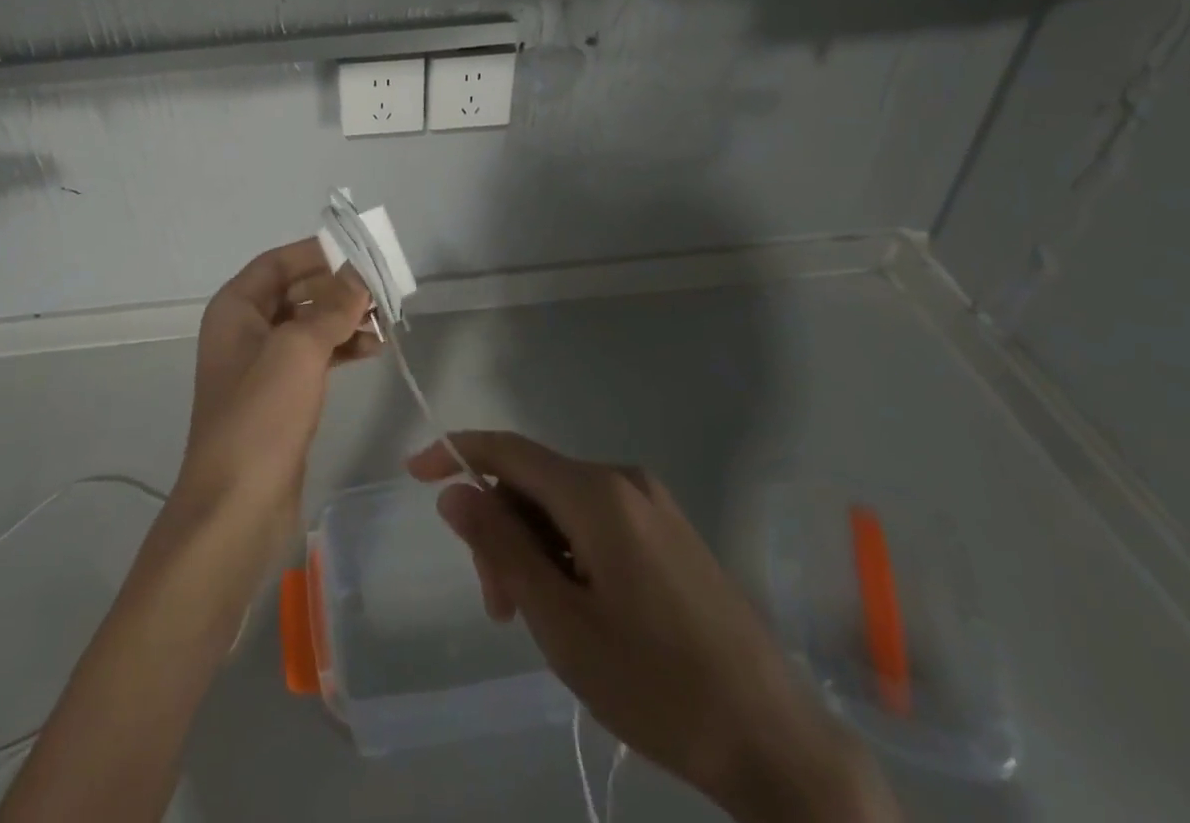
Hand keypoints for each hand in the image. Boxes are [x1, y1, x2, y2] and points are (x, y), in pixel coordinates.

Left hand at [176, 239, 372, 537]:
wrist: (237, 507)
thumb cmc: (262, 415)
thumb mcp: (299, 349)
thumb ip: (333, 306)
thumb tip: (360, 273)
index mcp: (236, 309)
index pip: (278, 262)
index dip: (317, 253)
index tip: (360, 252)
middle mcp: (245, 330)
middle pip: (296, 292)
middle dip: (338, 288)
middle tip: (382, 289)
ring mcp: (262, 365)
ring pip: (309, 325)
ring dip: (345, 318)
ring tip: (386, 321)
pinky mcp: (280, 397)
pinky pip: (314, 357)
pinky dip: (341, 348)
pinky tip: (373, 349)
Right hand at [409, 432, 897, 822]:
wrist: (774, 740)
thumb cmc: (656, 685)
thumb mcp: (561, 622)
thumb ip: (502, 546)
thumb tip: (455, 490)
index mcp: (597, 492)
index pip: (508, 450)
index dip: (456, 452)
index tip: (414, 473)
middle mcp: (624, 480)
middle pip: (534, 483)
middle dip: (501, 531)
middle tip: (498, 607)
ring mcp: (652, 505)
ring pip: (563, 506)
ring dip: (533, 549)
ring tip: (536, 621)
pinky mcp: (669, 532)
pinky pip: (595, 522)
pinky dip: (566, 554)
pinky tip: (574, 609)